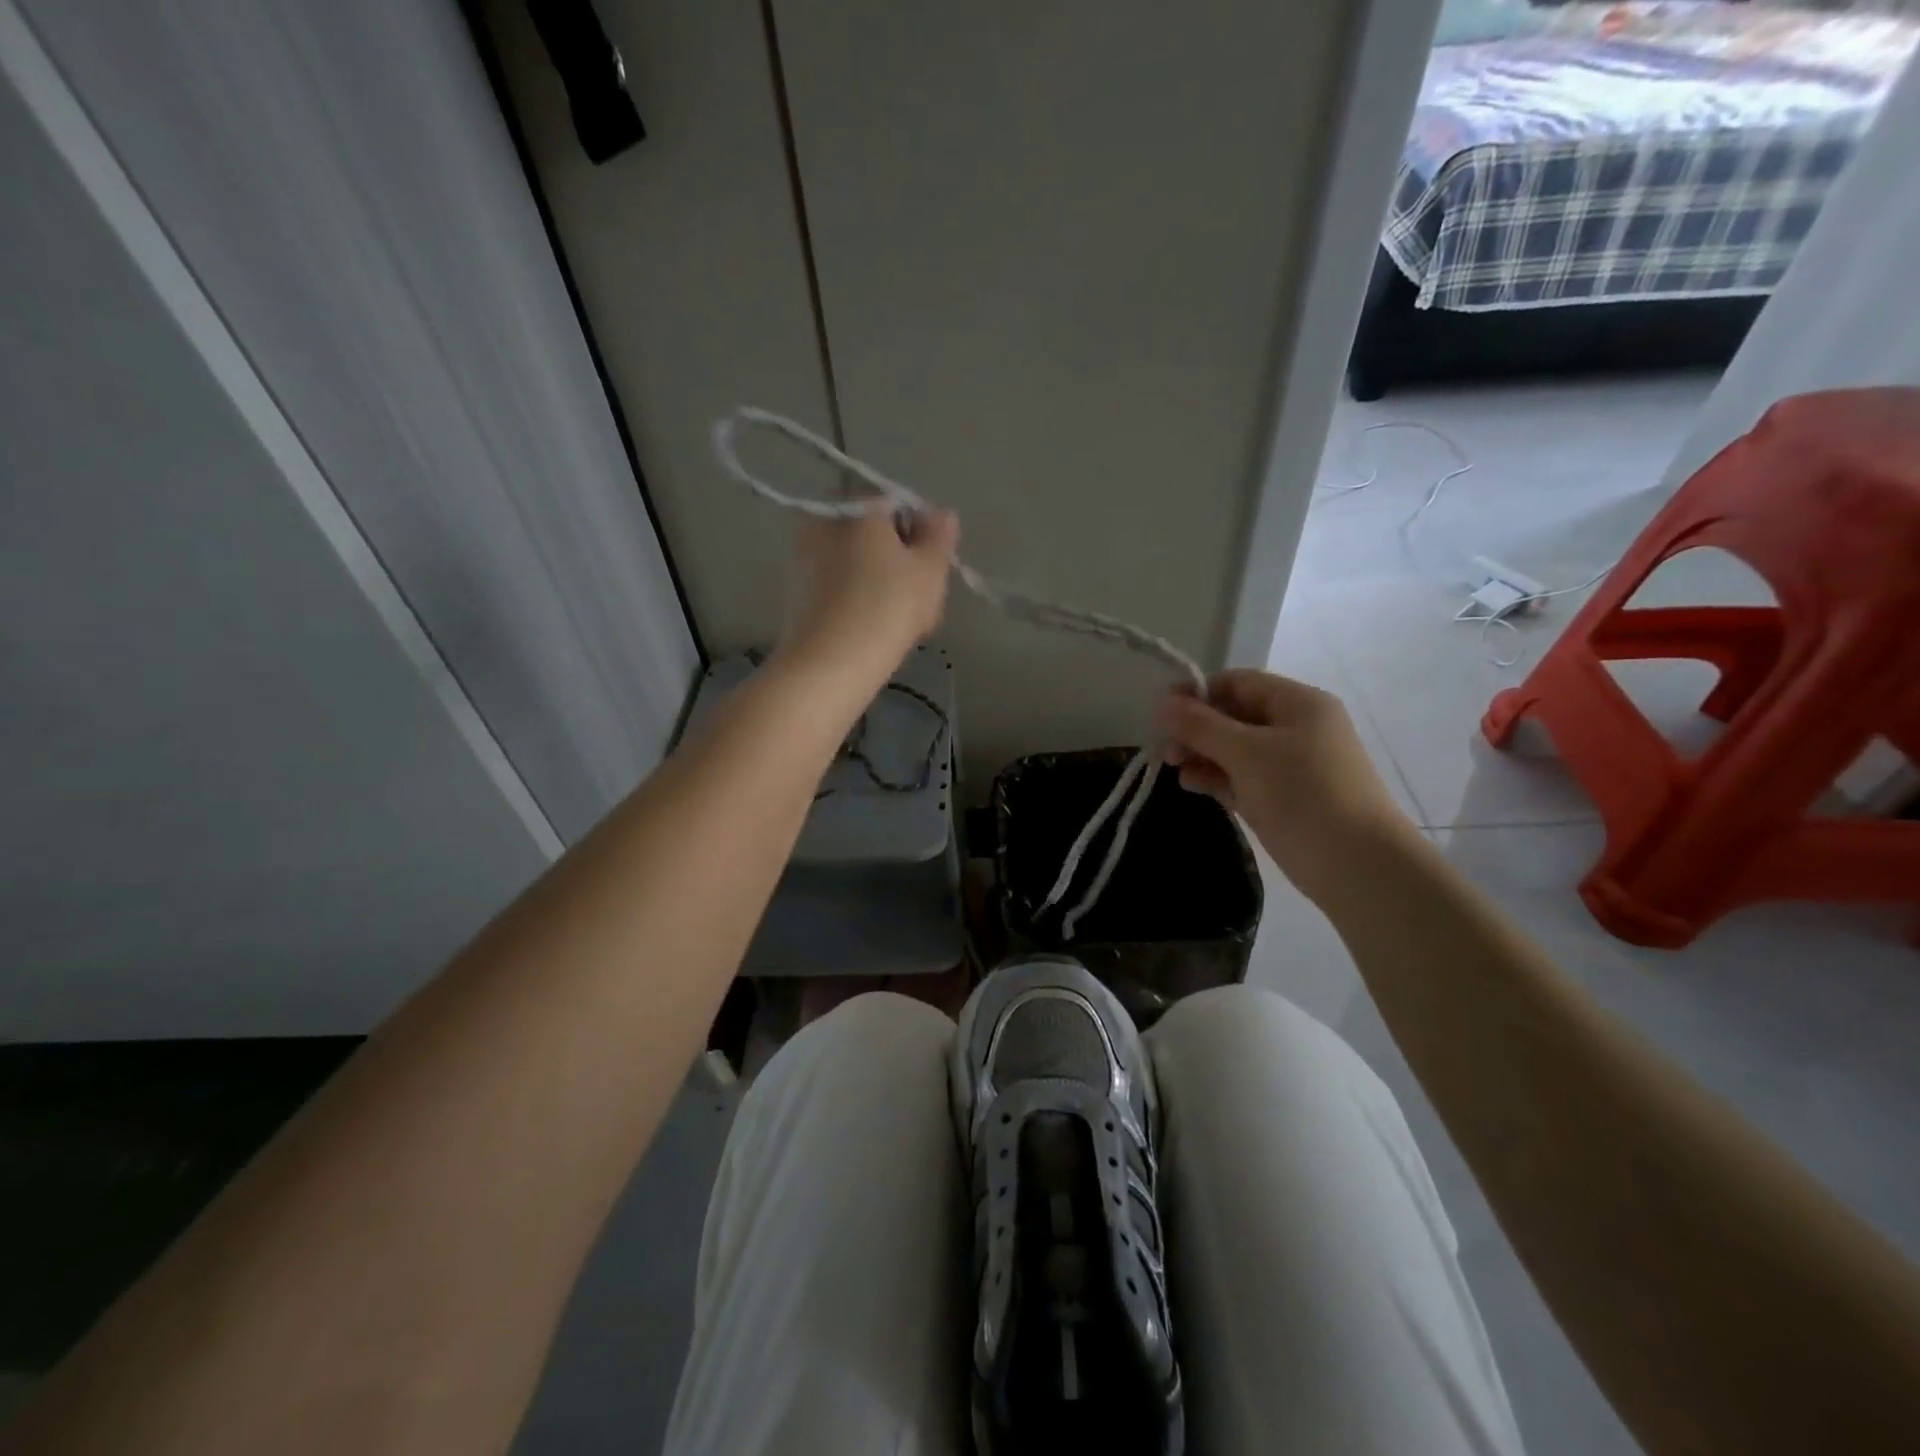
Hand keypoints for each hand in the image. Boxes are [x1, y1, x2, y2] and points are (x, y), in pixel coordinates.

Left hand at [779, 506, 959, 685]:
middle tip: (924, 597)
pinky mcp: (799, 593)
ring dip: (885, 584)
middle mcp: (824, 521)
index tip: (935, 566)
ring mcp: (805, 557)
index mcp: (857, 506)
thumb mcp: (930, 569)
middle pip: (876, 534)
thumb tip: (942, 514)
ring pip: (860, 563)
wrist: (830, 663)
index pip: (898, 503)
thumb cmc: (888, 606)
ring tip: (907, 622)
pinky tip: (878, 631)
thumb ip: (940, 536)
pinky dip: (862, 601)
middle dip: (902, 560)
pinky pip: (841, 587)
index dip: (923, 533)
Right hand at [1155, 669, 1414, 906]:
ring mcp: (1289, 766)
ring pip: (1234, 749)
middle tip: (1164, 750)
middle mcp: (1295, 728)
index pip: (1237, 683)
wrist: (1358, 866)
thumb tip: (1160, 702)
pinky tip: (1191, 785)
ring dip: (1201, 754)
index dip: (1197, 693)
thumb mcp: (1246, 753)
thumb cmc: (1303, 794)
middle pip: (1233, 716)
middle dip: (1195, 728)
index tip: (1160, 713)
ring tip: (1173, 769)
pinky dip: (1216, 777)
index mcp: (1298, 703)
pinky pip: (1241, 777)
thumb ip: (1200, 726)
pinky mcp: (1282, 798)